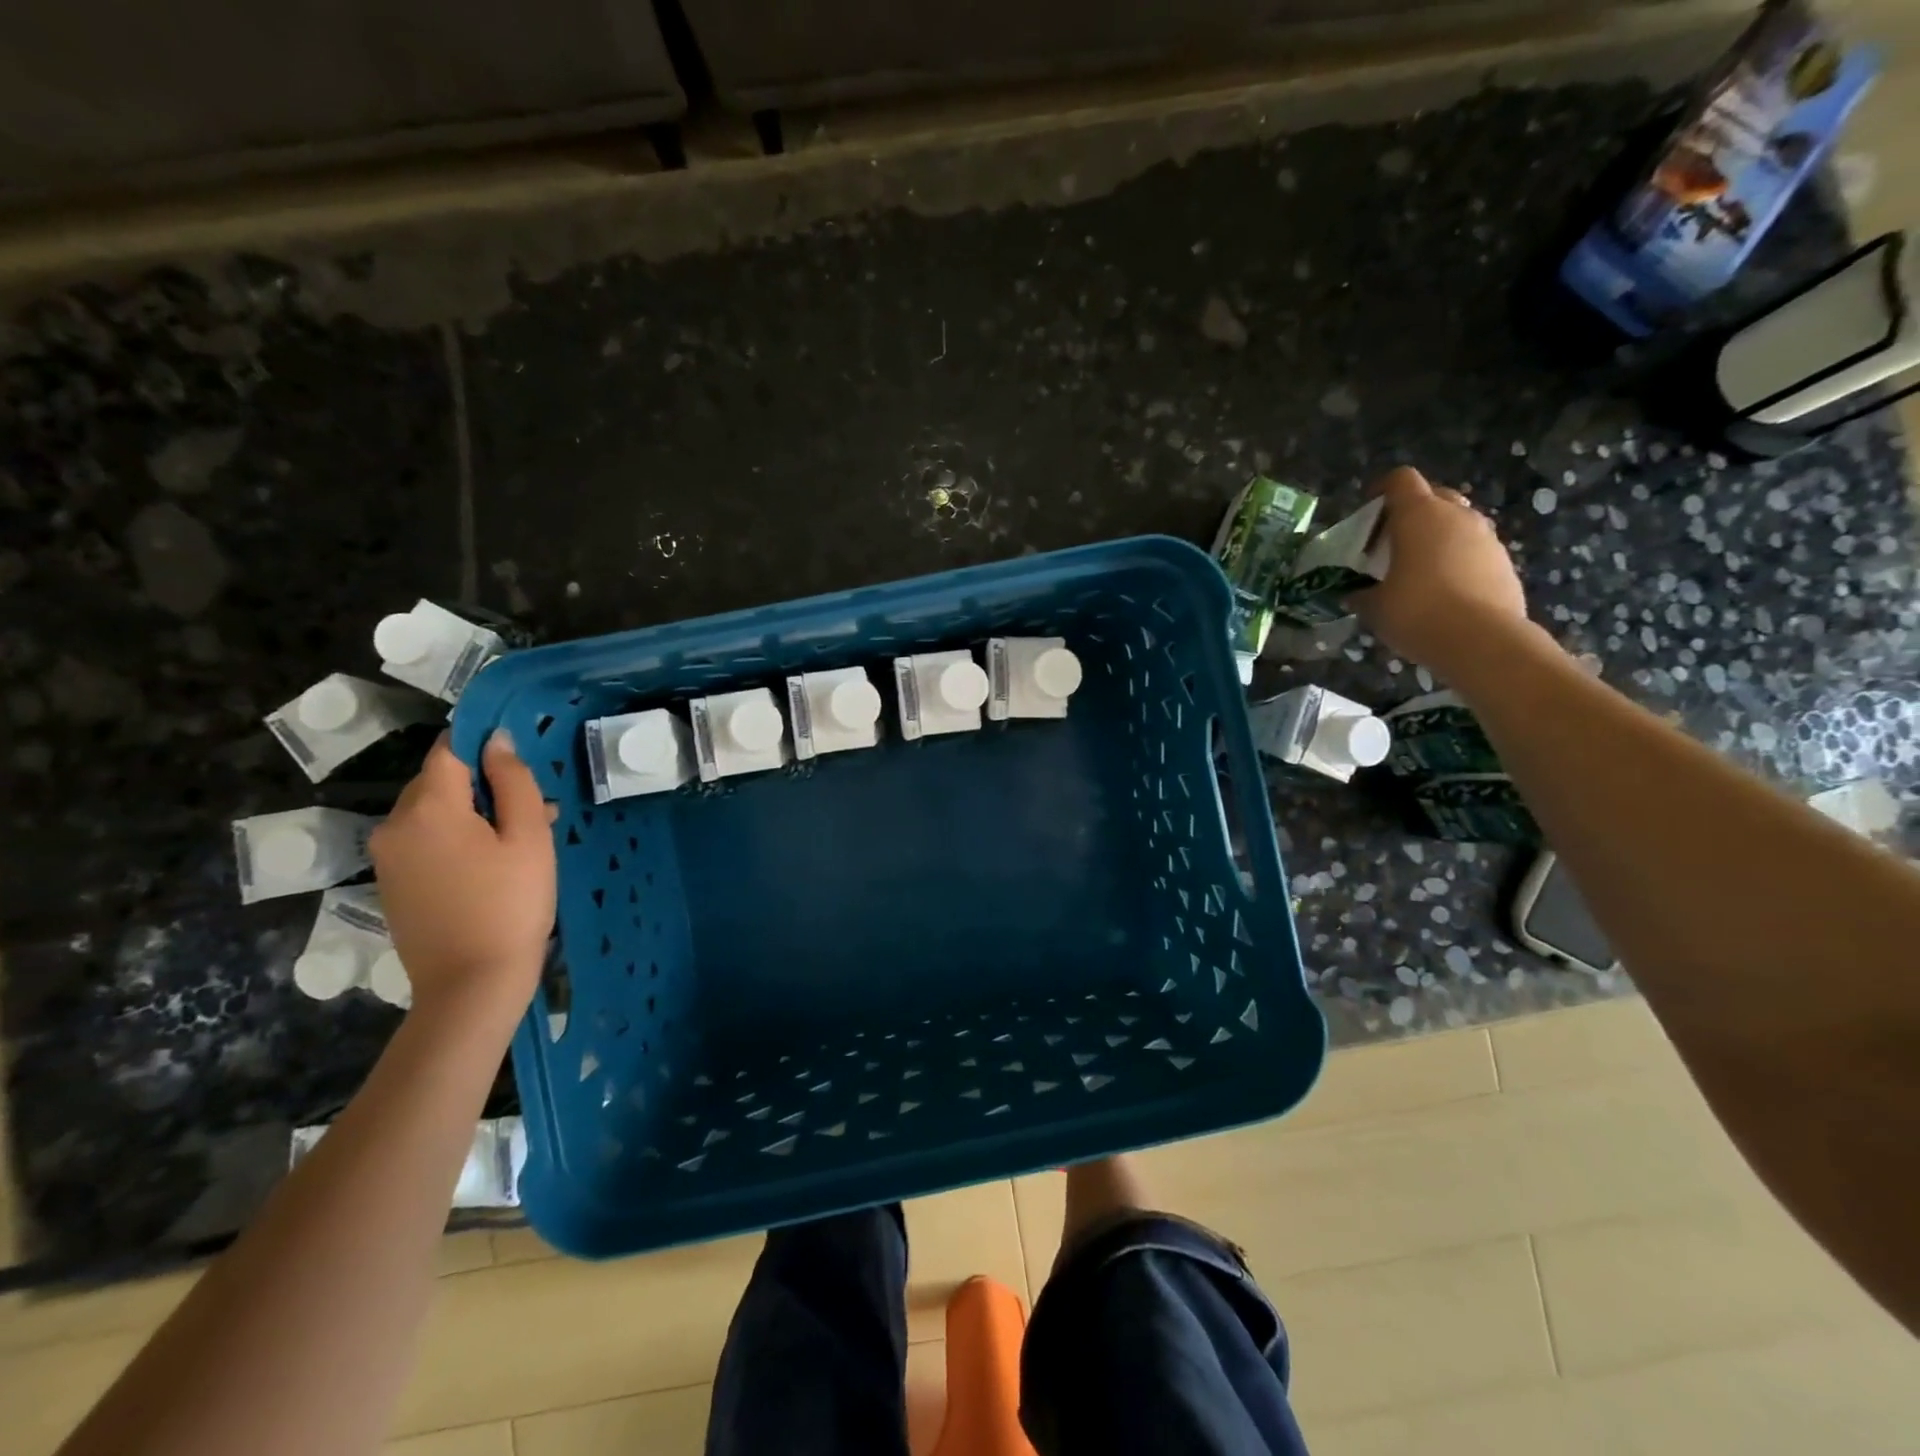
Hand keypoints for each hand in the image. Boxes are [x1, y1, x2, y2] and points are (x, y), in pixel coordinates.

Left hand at [370, 732, 555, 1019]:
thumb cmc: (511, 904)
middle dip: (484, 785)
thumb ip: (514, 781)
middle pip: (440, 782)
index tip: (519, 759)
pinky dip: (457, 840)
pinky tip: (492, 866)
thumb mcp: (528, 837)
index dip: (484, 744)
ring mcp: (388, 857)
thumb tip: (497, 740)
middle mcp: (394, 825)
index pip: (450, 750)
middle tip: (533, 810)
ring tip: (520, 842)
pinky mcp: (392, 884)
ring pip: (433, 813)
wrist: (472, 984)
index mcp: (428, 808)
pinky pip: (425, 842)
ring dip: (474, 814)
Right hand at [1349, 467, 1532, 681]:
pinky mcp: (1504, 562)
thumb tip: (1354, 594)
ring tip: (1418, 568)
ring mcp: (1486, 538)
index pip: (1400, 480)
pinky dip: (1457, 560)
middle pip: (1434, 496)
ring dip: (1437, 536)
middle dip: (1412, 512)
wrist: (1483, 641)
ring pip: (1458, 523)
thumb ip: (1362, 593)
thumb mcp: (1374, 607)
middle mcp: (1456, 516)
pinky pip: (1475, 549)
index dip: (1382, 490)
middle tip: (1391, 542)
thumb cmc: (1417, 613)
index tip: (1368, 510)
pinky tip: (1444, 590)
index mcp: (1419, 516)